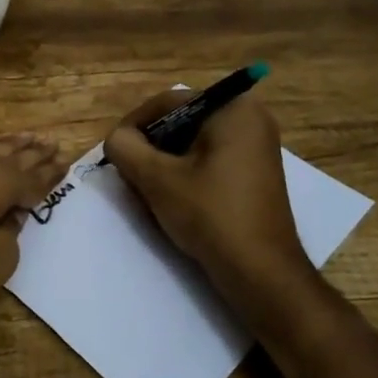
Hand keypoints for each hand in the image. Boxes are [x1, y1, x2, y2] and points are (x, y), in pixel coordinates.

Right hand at [103, 90, 307, 295]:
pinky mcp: (256, 171)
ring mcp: (258, 145)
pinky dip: (189, 172)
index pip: (168, 103)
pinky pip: (212, 158)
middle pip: (182, 121)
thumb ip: (126, 148)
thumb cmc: (211, 215)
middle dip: (152, 146)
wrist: (262, 274)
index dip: (134, 125)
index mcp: (233, 108)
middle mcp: (251, 117)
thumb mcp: (157, 179)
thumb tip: (117, 138)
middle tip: (131, 174)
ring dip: (167, 161)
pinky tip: (175, 199)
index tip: (115, 152)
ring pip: (194, 142)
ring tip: (149, 189)